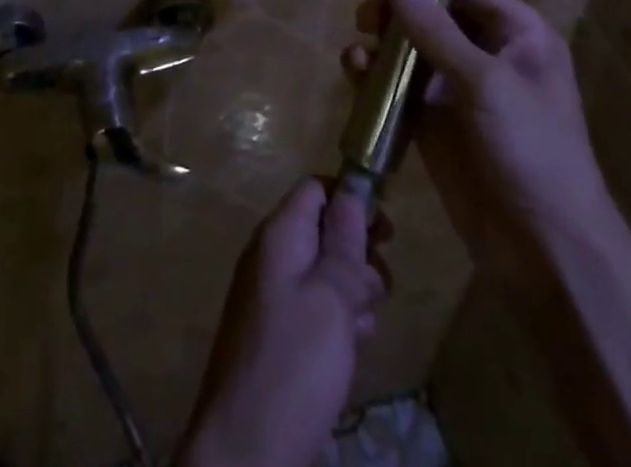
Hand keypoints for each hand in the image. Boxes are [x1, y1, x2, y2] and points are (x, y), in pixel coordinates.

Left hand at [179, 179, 387, 466]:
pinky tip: (351, 351)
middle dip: (357, 255)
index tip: (385, 233)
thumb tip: (353, 191)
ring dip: (352, 292)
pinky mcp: (275, 332)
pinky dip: (337, 320)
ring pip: (323, 272)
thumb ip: (344, 242)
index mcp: (279, 234)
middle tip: (378, 290)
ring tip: (363, 328)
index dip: (351, 200)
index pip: (316, 189)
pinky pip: (314, 307)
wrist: (245, 449)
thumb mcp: (332, 297)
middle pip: (323, 231)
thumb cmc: (295, 362)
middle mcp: (270, 255)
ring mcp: (269, 295)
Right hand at [343, 0, 612, 288]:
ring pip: (409, 42)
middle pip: (432, 6)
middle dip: (397, 2)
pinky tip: (356, 71)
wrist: (544, 251)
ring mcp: (457, 86)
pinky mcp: (433, 119)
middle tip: (368, 14)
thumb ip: (436, 28)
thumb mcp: (485, 83)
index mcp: (516, 32)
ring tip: (361, 46)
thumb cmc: (531, 152)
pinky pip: (397, 81)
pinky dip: (375, 72)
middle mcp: (487, 51)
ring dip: (382, 38)